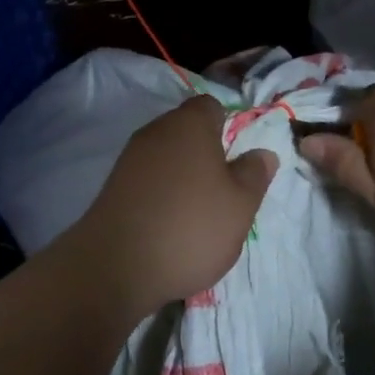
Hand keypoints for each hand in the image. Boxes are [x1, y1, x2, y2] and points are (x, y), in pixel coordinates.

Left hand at [64, 94, 277, 316]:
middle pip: (188, 132)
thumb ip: (255, 174)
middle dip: (207, 154)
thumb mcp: (241, 205)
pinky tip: (171, 225)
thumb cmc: (191, 227)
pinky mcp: (113, 188)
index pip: (212, 106)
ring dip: (184, 177)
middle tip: (226, 190)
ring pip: (167, 158)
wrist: (115, 267)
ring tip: (200, 214)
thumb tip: (262, 153)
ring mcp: (130, 159)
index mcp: (189, 124)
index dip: (229, 126)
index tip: (240, 158)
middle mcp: (156, 132)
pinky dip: (161, 195)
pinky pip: (148, 181)